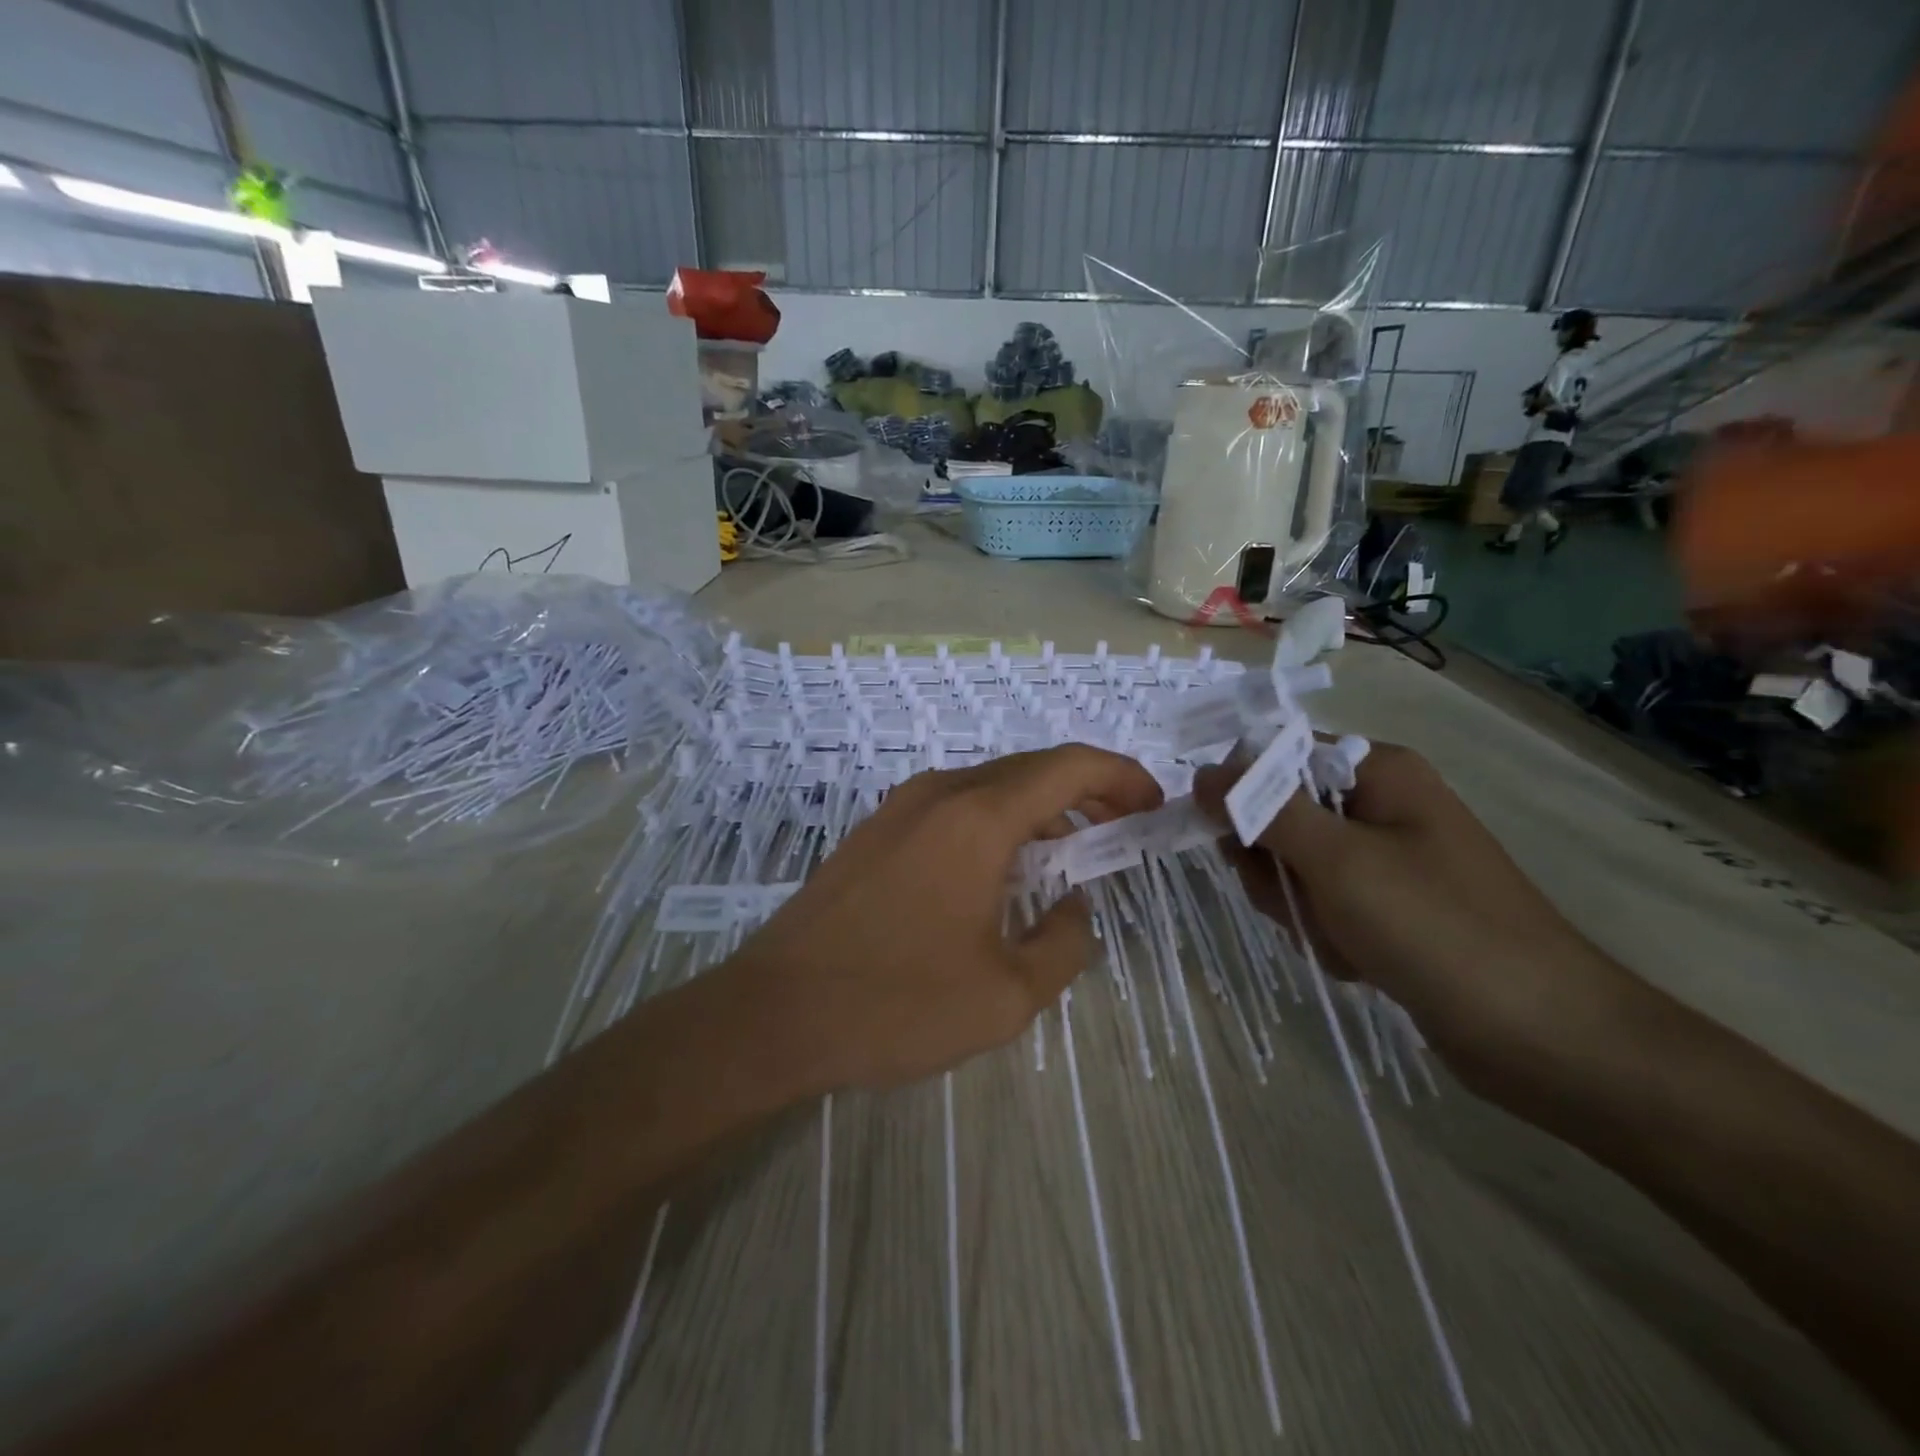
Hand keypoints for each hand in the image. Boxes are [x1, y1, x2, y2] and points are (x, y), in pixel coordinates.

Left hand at [725, 746, 1162, 1091]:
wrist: (775, 1013)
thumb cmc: (896, 1004)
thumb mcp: (1006, 995)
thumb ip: (1063, 943)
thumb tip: (1074, 906)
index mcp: (978, 817)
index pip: (1069, 766)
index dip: (1121, 776)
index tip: (1151, 807)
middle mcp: (940, 794)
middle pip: (1031, 770)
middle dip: (1086, 792)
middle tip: (1122, 830)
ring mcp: (900, 808)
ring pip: (990, 788)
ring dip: (1039, 811)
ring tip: (1070, 857)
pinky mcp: (875, 832)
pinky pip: (953, 809)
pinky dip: (995, 824)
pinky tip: (1002, 873)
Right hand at [1193, 742, 1633, 1078]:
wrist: (1542, 1037)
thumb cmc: (1437, 928)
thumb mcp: (1338, 861)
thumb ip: (1263, 810)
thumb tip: (1203, 774)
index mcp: (1377, 771)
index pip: (1274, 756)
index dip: (1242, 794)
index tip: (1231, 842)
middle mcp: (1378, 804)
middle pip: (1277, 815)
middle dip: (1276, 867)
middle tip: (1301, 901)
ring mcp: (1383, 858)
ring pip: (1292, 867)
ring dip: (1300, 908)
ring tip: (1343, 940)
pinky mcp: (1385, 906)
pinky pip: (1321, 904)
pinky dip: (1325, 933)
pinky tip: (1359, 960)